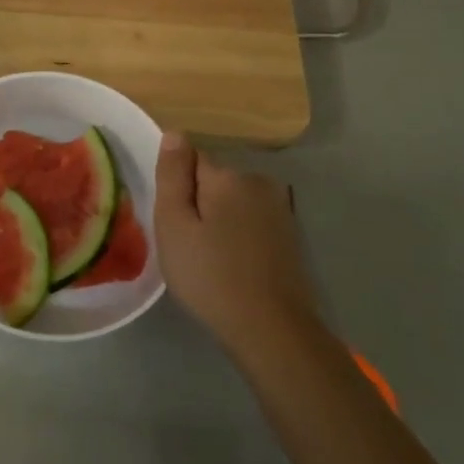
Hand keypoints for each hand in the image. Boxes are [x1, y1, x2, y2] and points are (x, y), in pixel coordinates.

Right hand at [154, 133, 317, 357]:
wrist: (272, 330)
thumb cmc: (211, 276)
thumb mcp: (174, 225)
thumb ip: (173, 176)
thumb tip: (175, 133)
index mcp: (228, 176)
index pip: (190, 159)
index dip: (177, 189)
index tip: (173, 222)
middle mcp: (258, 181)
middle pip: (213, 180)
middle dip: (198, 203)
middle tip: (187, 245)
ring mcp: (279, 209)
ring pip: (232, 202)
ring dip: (219, 220)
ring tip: (210, 259)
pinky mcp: (290, 235)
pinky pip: (250, 221)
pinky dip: (238, 236)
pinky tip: (233, 266)